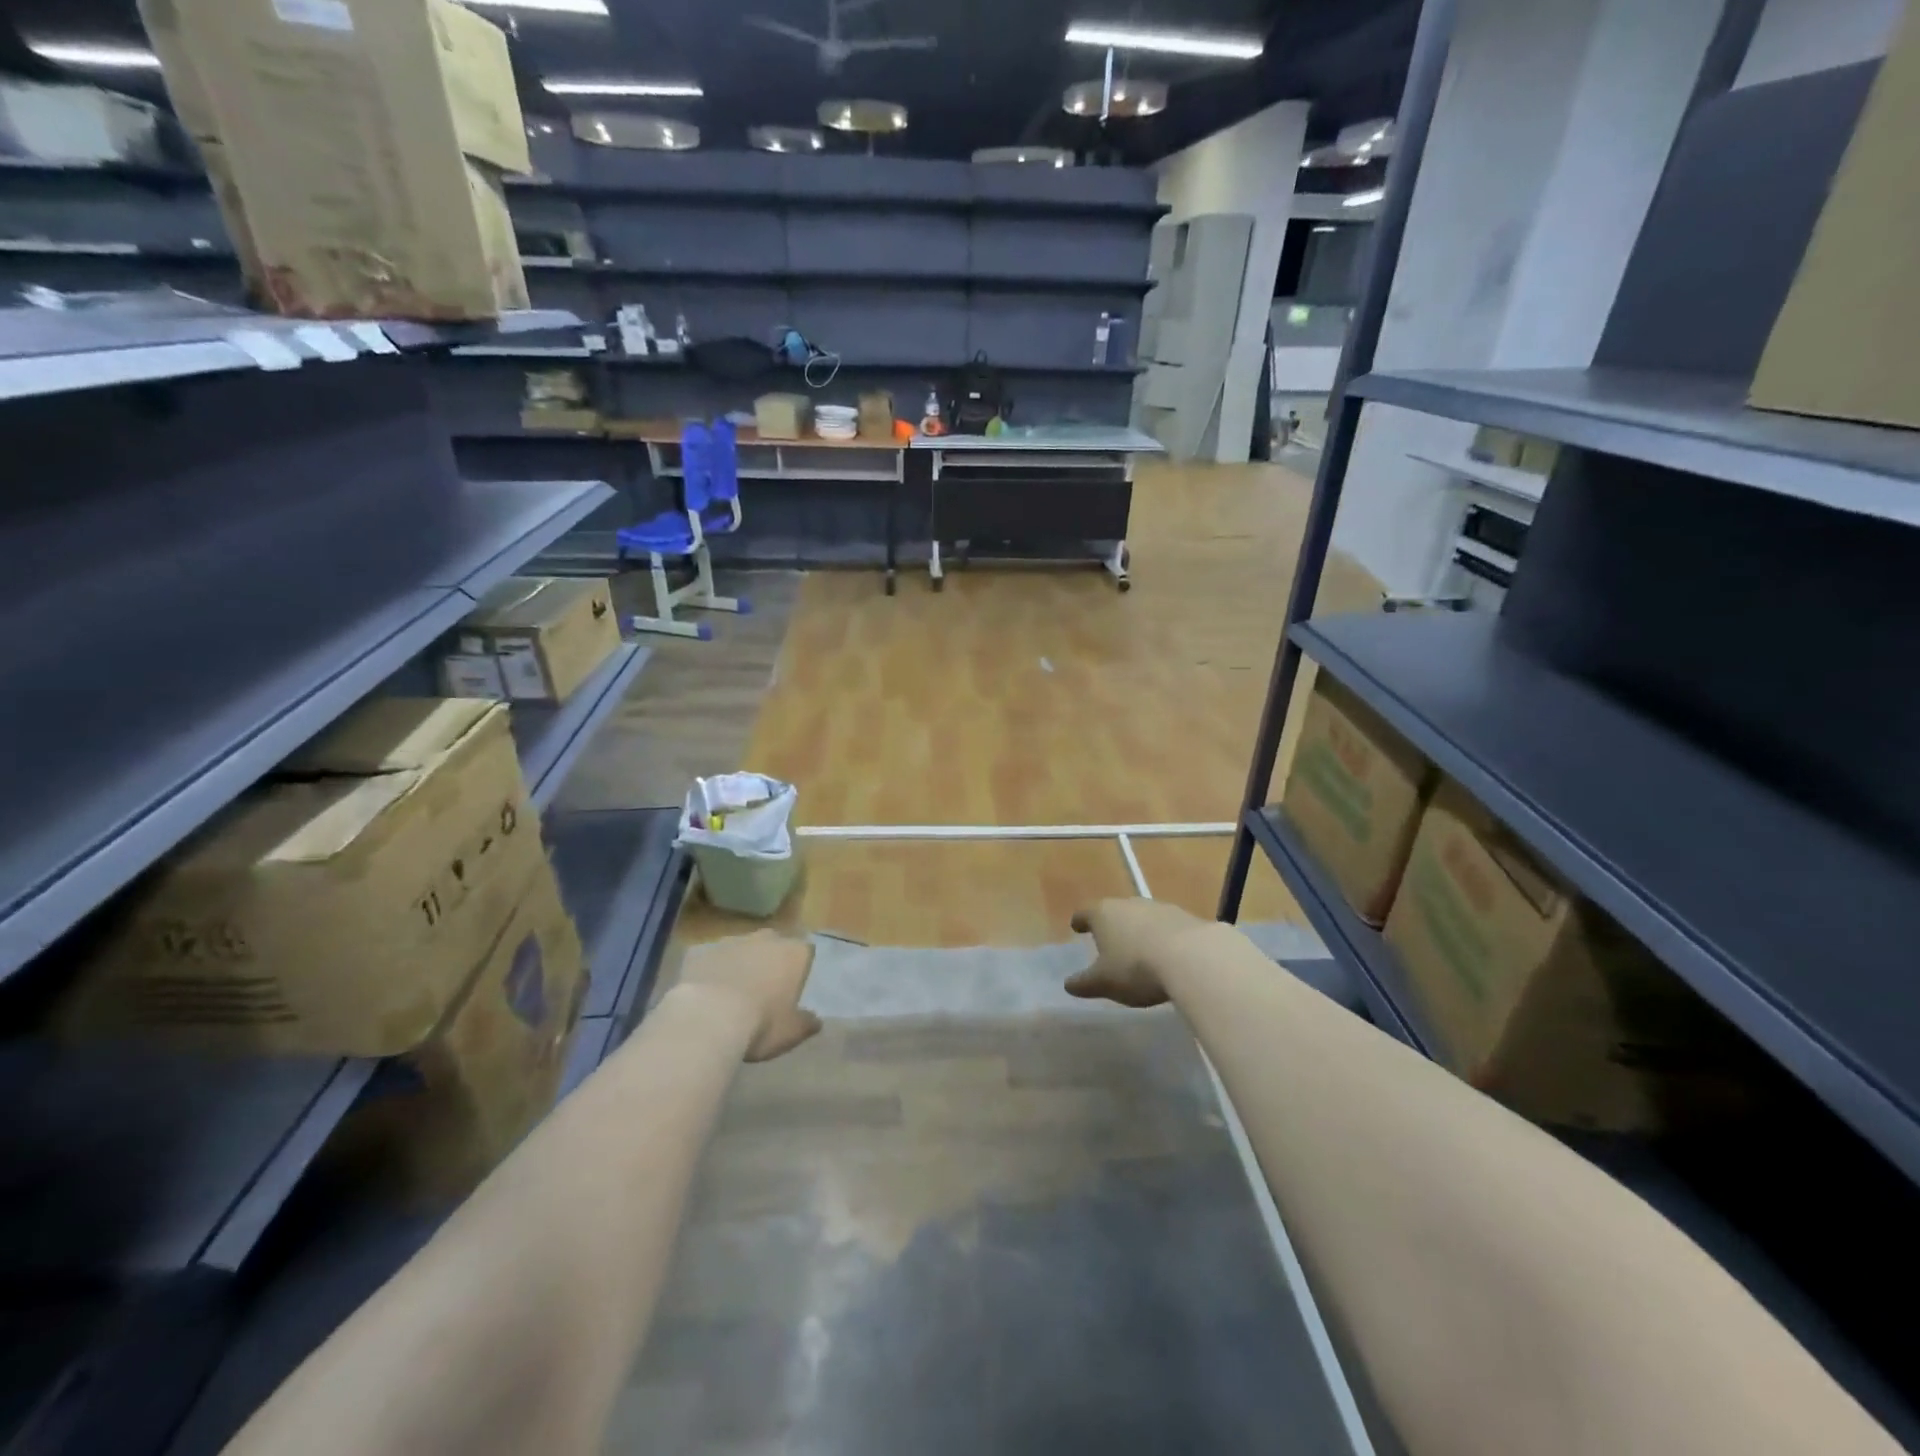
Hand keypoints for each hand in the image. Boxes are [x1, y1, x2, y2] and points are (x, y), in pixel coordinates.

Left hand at [677, 930, 821, 1061]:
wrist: (708, 1017)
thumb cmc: (761, 1023)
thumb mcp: (791, 1032)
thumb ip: (806, 1023)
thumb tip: (815, 1021)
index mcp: (794, 953)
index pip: (805, 951)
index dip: (799, 968)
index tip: (792, 988)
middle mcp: (766, 939)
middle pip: (773, 944)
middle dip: (769, 961)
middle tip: (763, 989)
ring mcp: (731, 941)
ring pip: (740, 949)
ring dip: (739, 964)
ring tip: (730, 994)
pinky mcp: (700, 951)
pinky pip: (710, 959)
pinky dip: (711, 971)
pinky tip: (704, 994)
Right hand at [1065, 898, 1210, 1007]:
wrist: (1193, 957)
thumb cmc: (1136, 968)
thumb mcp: (1104, 983)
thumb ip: (1084, 983)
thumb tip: (1068, 984)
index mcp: (1103, 914)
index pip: (1085, 913)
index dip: (1079, 921)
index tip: (1076, 927)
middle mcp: (1129, 903)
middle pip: (1114, 911)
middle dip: (1111, 925)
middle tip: (1108, 941)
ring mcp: (1159, 907)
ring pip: (1142, 917)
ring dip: (1139, 930)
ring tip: (1139, 950)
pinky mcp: (1185, 917)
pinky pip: (1166, 927)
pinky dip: (1162, 937)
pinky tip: (1167, 955)